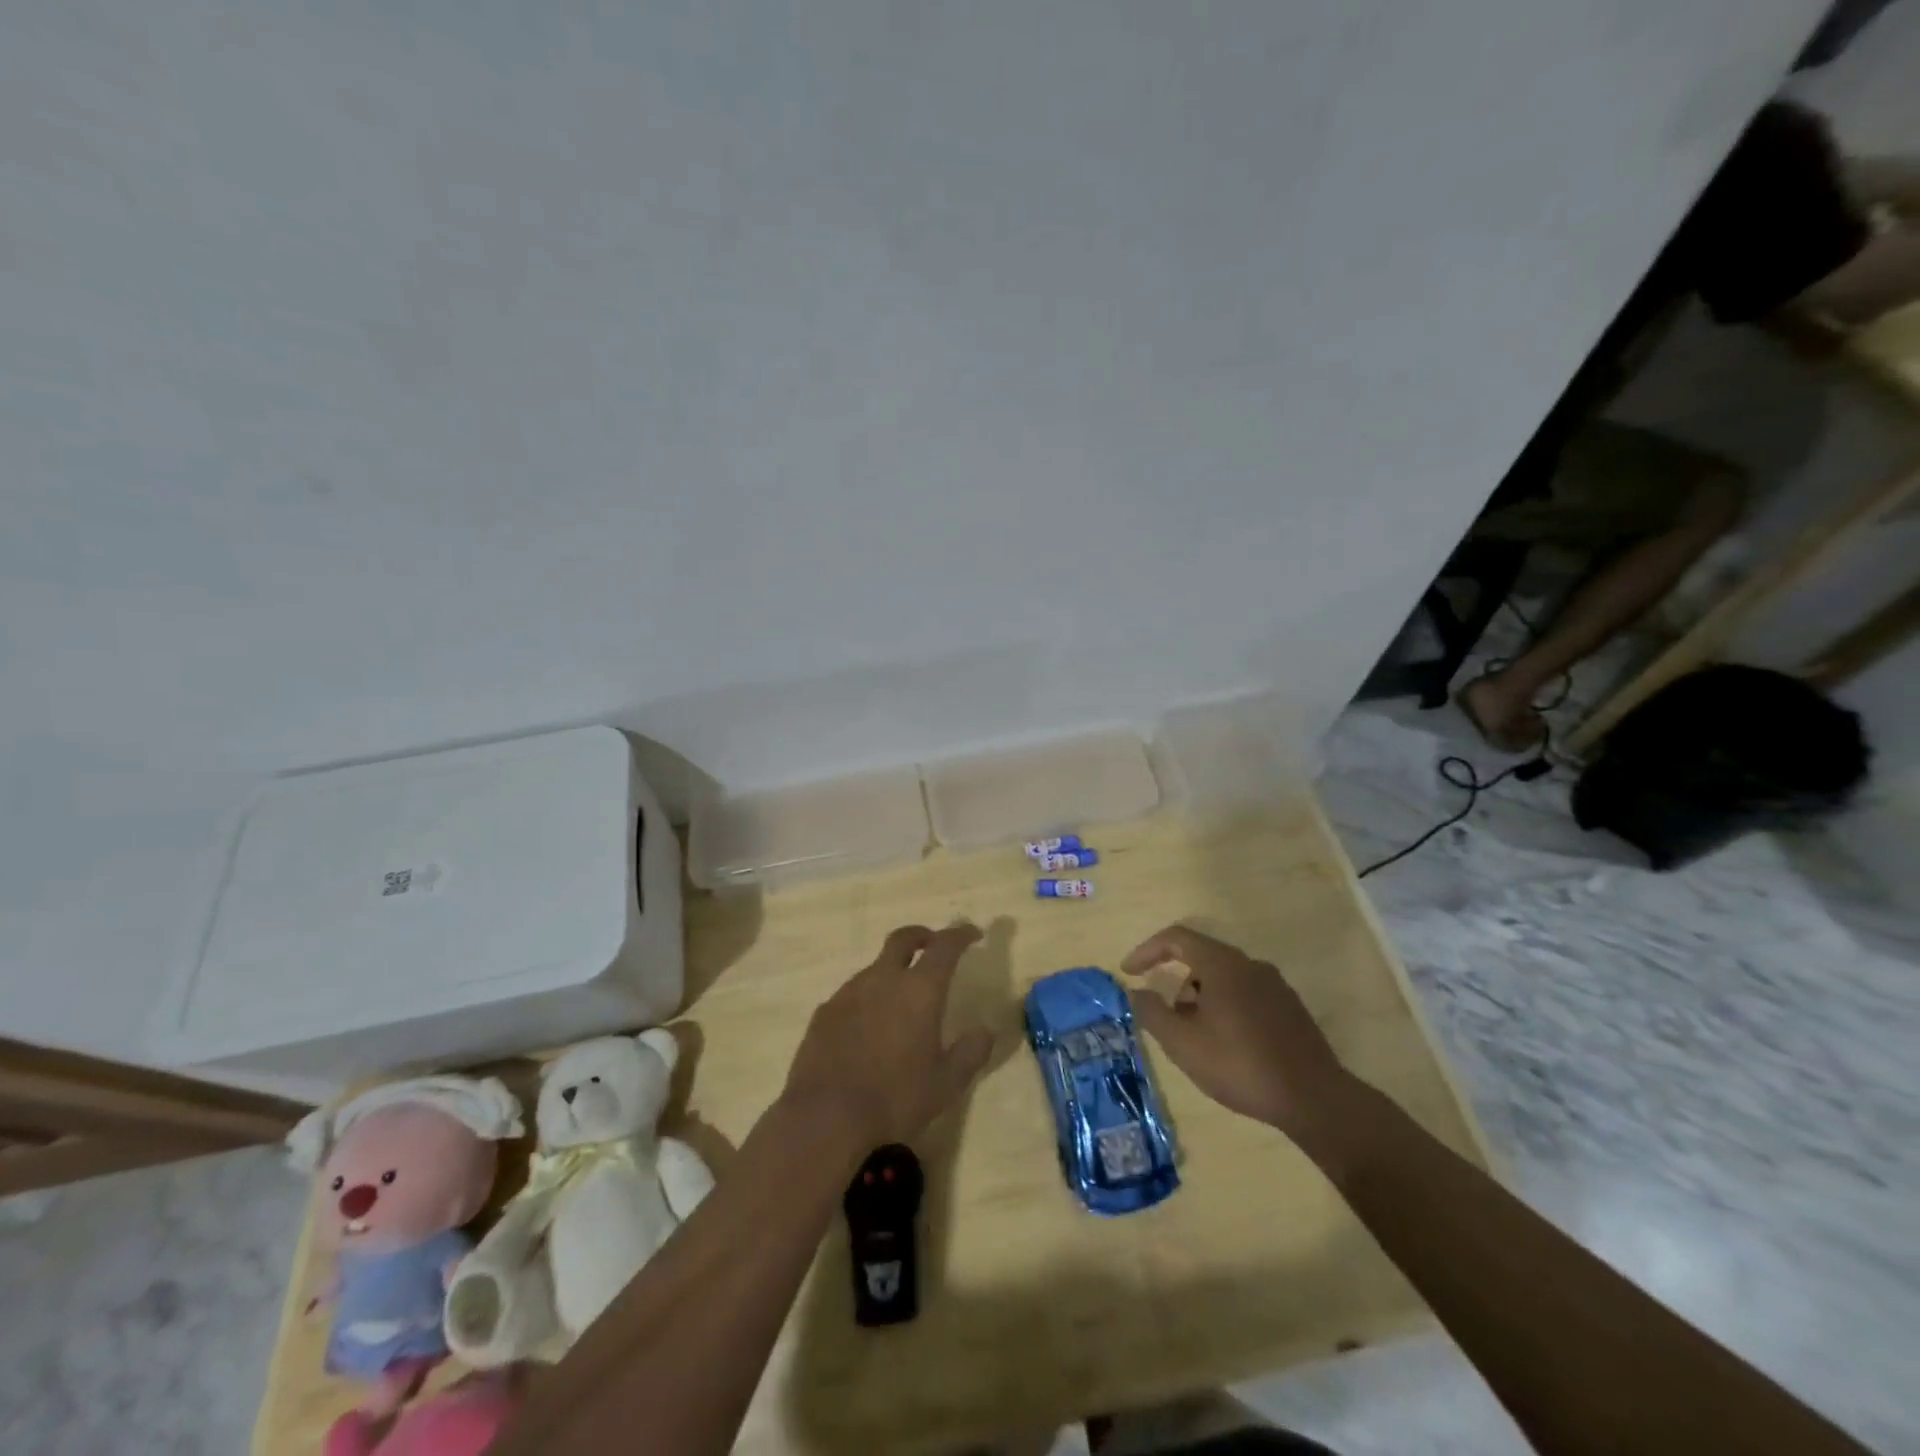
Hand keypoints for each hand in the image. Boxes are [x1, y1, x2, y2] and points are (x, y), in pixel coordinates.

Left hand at [782, 924, 996, 1151]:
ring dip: (892, 972)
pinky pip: (852, 993)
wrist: (824, 1116)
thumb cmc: (894, 1099)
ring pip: (876, 967)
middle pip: (903, 939)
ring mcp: (849, 992)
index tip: (973, 934)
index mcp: (919, 990)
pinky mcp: (825, 1011)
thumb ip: (970, 1053)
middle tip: (933, 946)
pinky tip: (868, 1028)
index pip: (944, 946)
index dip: (960, 934)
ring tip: (900, 1000)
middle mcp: (883, 979)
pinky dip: (867, 998)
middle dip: (922, 936)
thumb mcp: (945, 1084)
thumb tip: (986, 1030)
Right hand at [1121, 924, 1356, 1140]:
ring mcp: (1275, 985)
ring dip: (1201, 998)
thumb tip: (1136, 992)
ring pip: (1225, 978)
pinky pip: (1246, 994)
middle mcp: (1250, 965)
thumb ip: (1152, 1012)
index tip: (1129, 972)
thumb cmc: (1240, 1064)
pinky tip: (1227, 1045)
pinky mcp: (1290, 1008)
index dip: (1147, 950)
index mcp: (1223, 964)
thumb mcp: (1182, 1043)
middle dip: (1176, 982)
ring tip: (1196, 1038)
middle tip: (1167, 1018)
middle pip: (1201, 957)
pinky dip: (1225, 1008)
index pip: (1177, 938)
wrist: (1314, 1098)